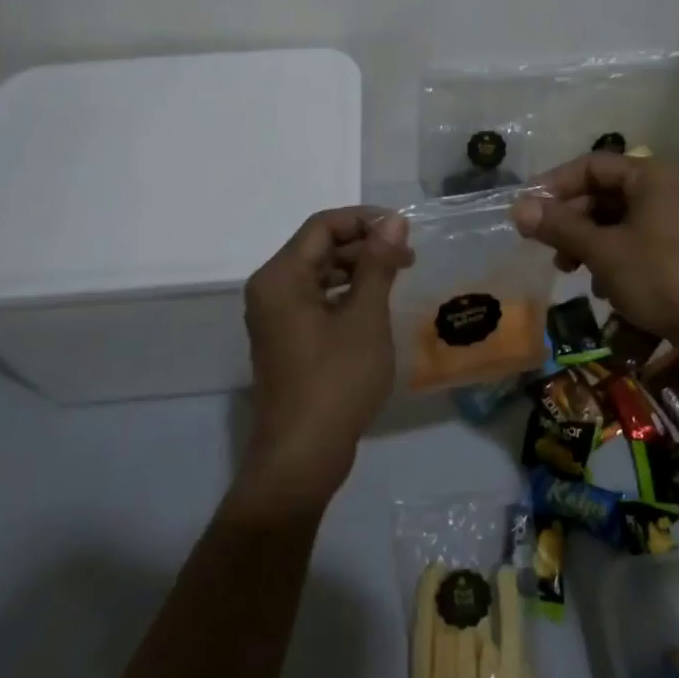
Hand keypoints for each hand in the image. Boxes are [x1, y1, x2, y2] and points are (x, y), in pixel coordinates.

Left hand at [237, 208, 413, 511]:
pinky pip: (316, 300)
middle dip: (364, 245)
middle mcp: (270, 289)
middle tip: (408, 257)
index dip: (364, 220)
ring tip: (397, 278)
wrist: (302, 457)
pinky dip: (345, 295)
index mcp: (281, 276)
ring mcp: (275, 317)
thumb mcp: (365, 316)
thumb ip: (378, 263)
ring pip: (319, 274)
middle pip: (319, 247)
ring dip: (357, 270)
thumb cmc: (336, 380)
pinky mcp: (286, 340)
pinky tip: (375, 306)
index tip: (404, 229)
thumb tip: (393, 220)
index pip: (322, 226)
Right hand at [511, 154, 678, 376]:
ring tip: (569, 270)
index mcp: (652, 176)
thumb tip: (517, 208)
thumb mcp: (604, 251)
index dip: (555, 185)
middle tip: (546, 246)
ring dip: (588, 242)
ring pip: (618, 220)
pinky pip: (636, 241)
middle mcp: (667, 189)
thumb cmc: (662, 278)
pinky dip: (613, 257)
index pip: (592, 165)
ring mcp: (677, 220)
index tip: (528, 210)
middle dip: (571, 219)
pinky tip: (603, 287)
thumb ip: (560, 227)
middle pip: (604, 193)